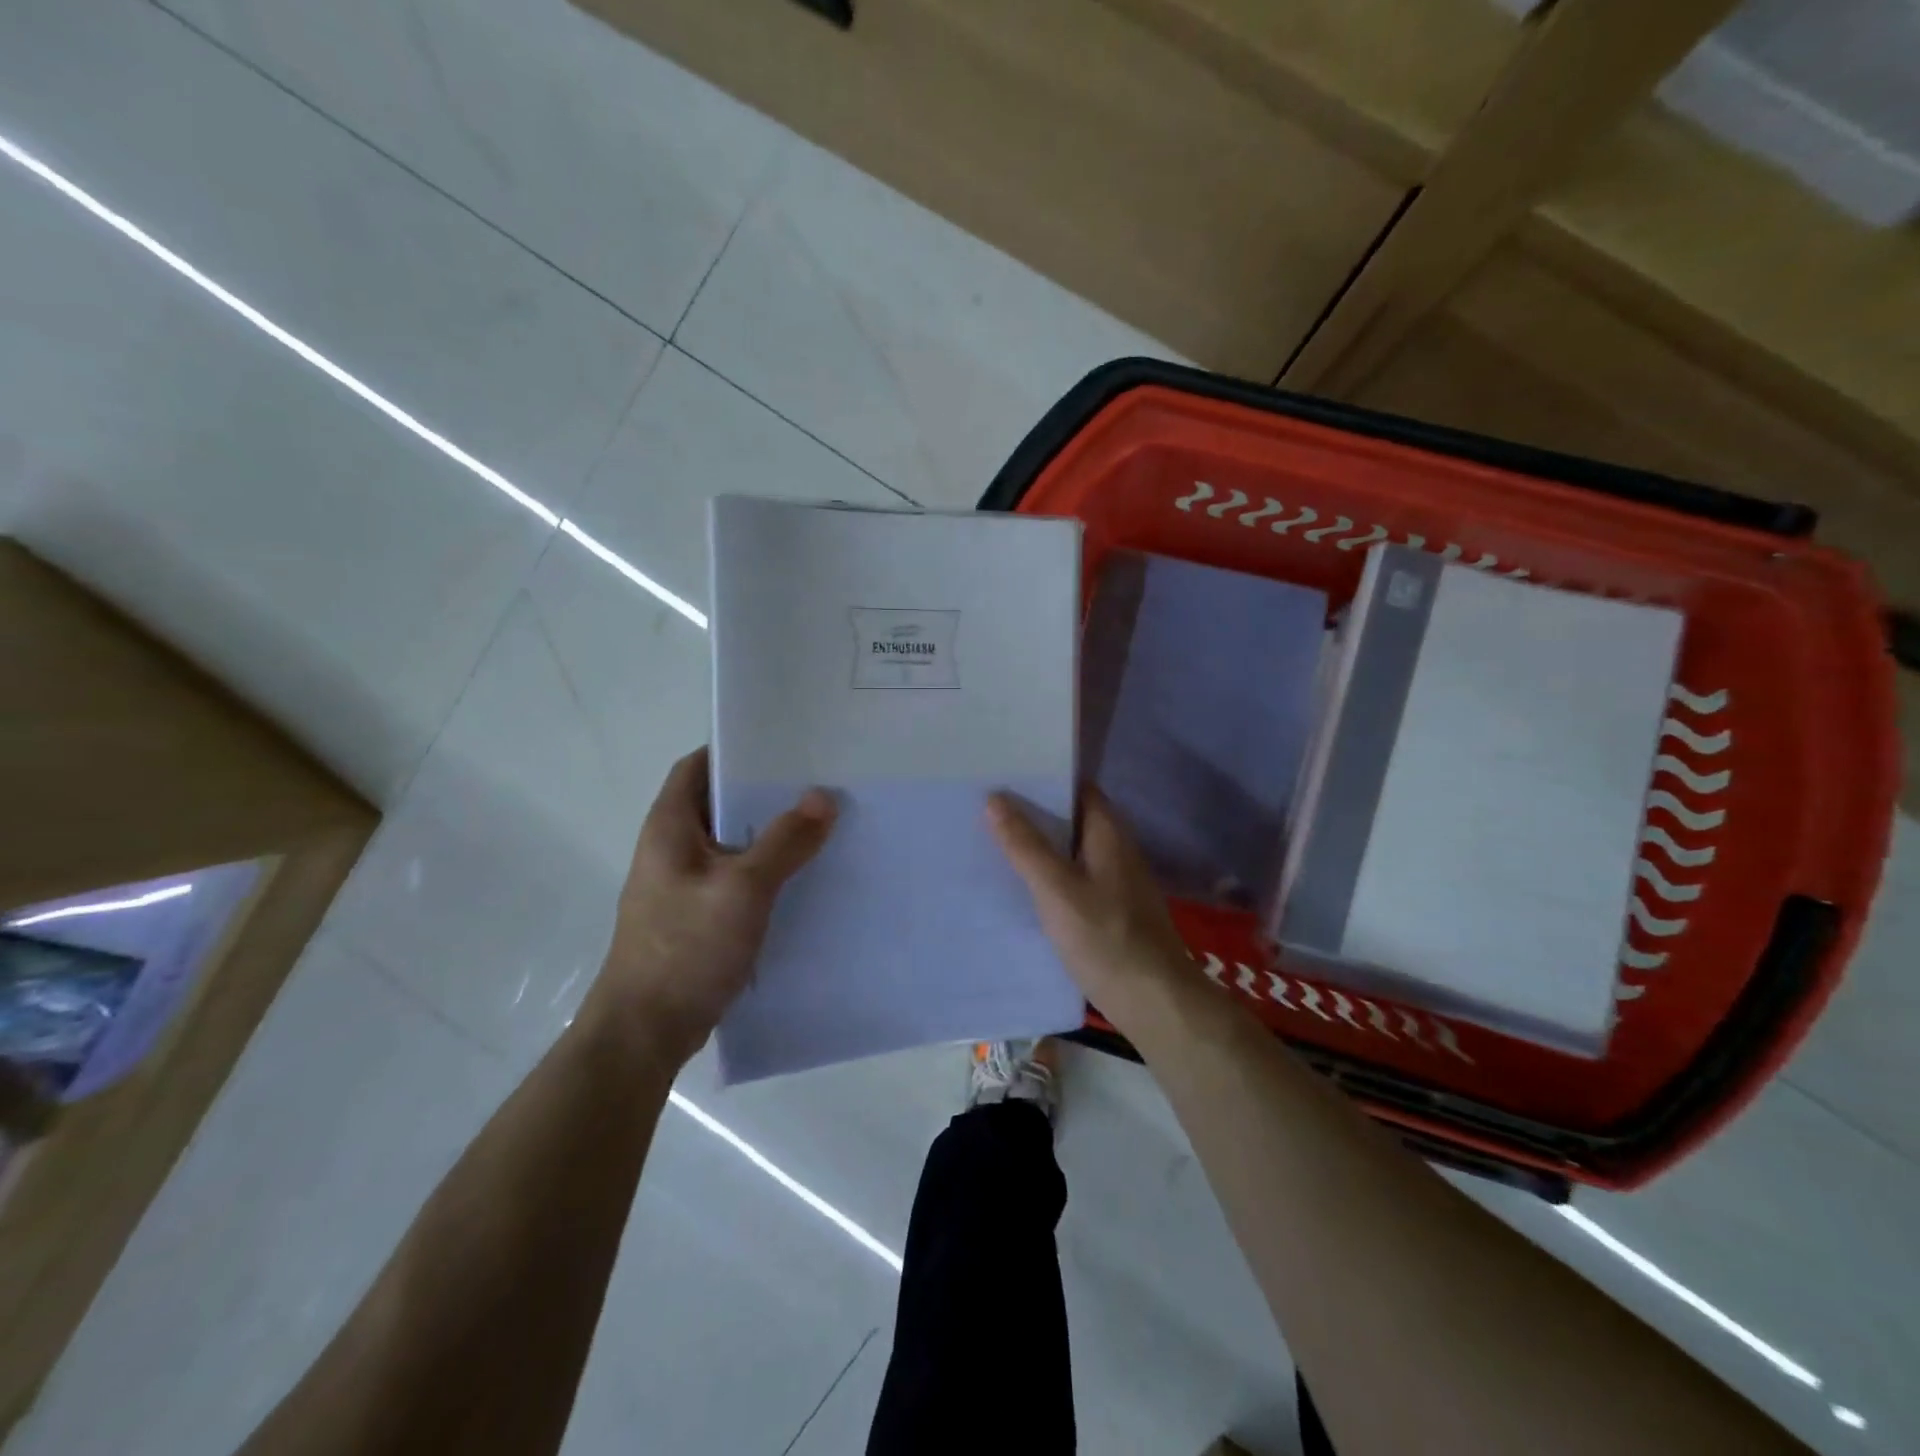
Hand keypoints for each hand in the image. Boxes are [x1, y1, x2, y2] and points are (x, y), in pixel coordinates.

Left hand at [588, 747, 835, 1063]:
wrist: (645, 1031)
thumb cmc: (686, 948)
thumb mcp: (743, 888)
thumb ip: (785, 841)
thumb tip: (823, 797)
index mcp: (670, 826)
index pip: (699, 765)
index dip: (737, 750)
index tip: (786, 745)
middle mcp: (672, 847)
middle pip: (720, 803)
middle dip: (766, 793)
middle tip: (818, 783)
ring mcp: (683, 883)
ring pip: (733, 843)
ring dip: (770, 834)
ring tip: (822, 824)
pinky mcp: (697, 915)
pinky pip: (737, 877)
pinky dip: (767, 870)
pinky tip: (804, 876)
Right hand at [987, 787, 1197, 1040]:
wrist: (1154, 1001)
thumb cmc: (1106, 938)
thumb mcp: (1057, 889)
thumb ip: (1025, 846)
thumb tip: (994, 798)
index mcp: (1108, 832)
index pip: (1076, 787)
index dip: (1043, 777)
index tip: (1004, 772)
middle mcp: (1115, 848)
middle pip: (1071, 817)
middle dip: (1033, 811)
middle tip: (985, 804)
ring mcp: (1115, 880)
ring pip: (1070, 849)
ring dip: (1038, 843)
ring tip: (991, 837)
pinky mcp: (1110, 908)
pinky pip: (1074, 876)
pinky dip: (1049, 872)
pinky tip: (1020, 883)